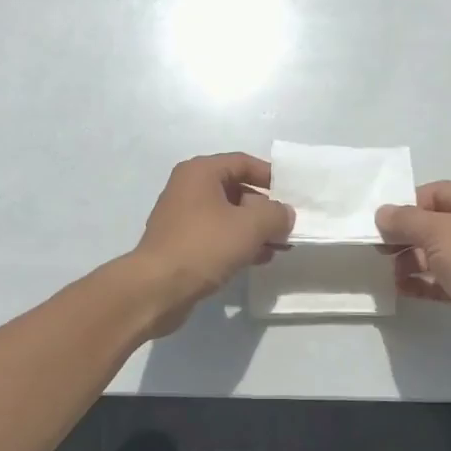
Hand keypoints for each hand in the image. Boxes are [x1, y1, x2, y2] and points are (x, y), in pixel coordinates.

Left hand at [130, 153, 292, 334]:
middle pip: (236, 189)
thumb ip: (276, 215)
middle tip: (287, 226)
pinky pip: (217, 236)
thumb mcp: (250, 226)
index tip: (292, 194)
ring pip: (228, 216)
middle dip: (264, 208)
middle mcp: (188, 188)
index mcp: (200, 172)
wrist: (158, 288)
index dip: (270, 176)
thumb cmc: (205, 245)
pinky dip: (238, 243)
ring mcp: (182, 217)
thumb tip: (285, 214)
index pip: (242, 162)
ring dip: (254, 230)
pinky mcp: (181, 244)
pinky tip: (258, 259)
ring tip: (279, 247)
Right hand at [376, 181, 450, 374]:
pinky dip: (421, 283)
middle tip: (379, 249)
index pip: (436, 192)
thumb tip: (382, 213)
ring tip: (389, 273)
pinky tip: (401, 289)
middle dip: (405, 234)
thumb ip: (405, 220)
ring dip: (410, 260)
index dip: (407, 204)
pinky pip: (441, 280)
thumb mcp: (438, 232)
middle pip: (434, 223)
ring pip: (436, 253)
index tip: (382, 224)